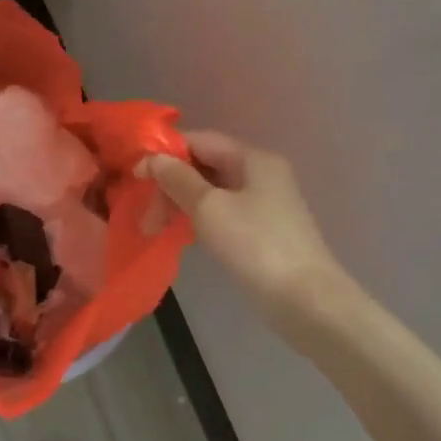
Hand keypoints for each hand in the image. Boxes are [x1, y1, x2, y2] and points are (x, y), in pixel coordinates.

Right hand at [145, 132, 352, 335]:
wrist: (305, 300)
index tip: (135, 177)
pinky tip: (183, 236)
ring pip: (211, 191)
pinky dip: (198, 219)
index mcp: (252, 159)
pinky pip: (222, 212)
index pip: (199, 141)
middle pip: (204, 166)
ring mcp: (264, 202)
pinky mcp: (262, 229)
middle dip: (170, 185)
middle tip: (146, 217)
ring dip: (180, 204)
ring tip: (157, 229)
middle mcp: (260, 173)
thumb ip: (178, 179)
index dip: (164, 154)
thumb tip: (153, 158)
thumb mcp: (209, 208)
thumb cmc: (254, 245)